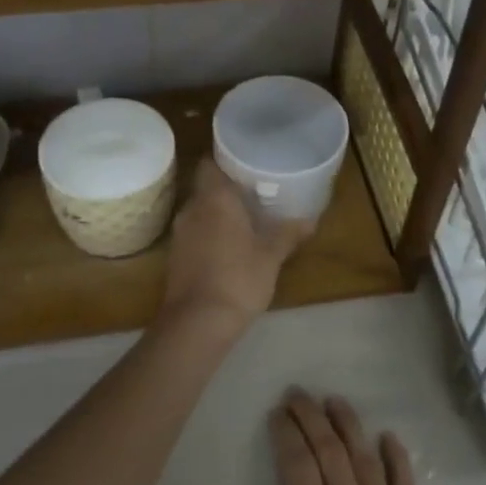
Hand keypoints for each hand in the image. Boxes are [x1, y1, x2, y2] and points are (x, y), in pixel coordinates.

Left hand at [160, 159, 310, 330]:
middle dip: (226, 190)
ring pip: (199, 211)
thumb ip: (288, 234)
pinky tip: (228, 247)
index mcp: (215, 199)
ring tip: (244, 221)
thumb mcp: (271, 257)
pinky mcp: (174, 256)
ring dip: (217, 214)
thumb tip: (311, 220)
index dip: (225, 162)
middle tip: (253, 194)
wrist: (197, 322)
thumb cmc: (238, 279)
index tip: (246, 166)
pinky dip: (208, 234)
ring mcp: (179, 233)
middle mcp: (192, 209)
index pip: (209, 164)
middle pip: (205, 188)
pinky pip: (193, 233)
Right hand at [228, 390, 458, 484]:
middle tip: (298, 393)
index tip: (277, 412)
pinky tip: (388, 437)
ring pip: (365, 460)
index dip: (286, 435)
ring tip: (334, 400)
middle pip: (329, 453)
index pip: (298, 469)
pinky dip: (396, 458)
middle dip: (311, 418)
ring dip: (348, 426)